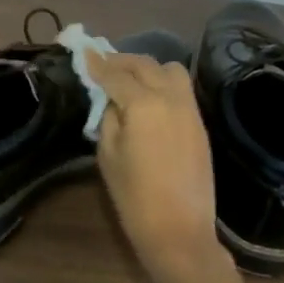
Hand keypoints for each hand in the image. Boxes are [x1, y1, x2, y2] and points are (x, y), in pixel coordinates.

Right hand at [89, 51, 227, 282]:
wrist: (179, 231)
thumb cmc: (134, 197)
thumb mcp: (108, 155)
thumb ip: (109, 118)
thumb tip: (113, 100)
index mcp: (143, 104)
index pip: (115, 74)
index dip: (97, 63)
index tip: (83, 52)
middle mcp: (170, 97)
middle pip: (144, 65)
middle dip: (121, 61)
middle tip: (102, 63)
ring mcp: (190, 109)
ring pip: (170, 70)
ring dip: (147, 68)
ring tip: (129, 79)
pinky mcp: (200, 123)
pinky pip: (181, 89)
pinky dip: (163, 83)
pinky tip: (149, 96)